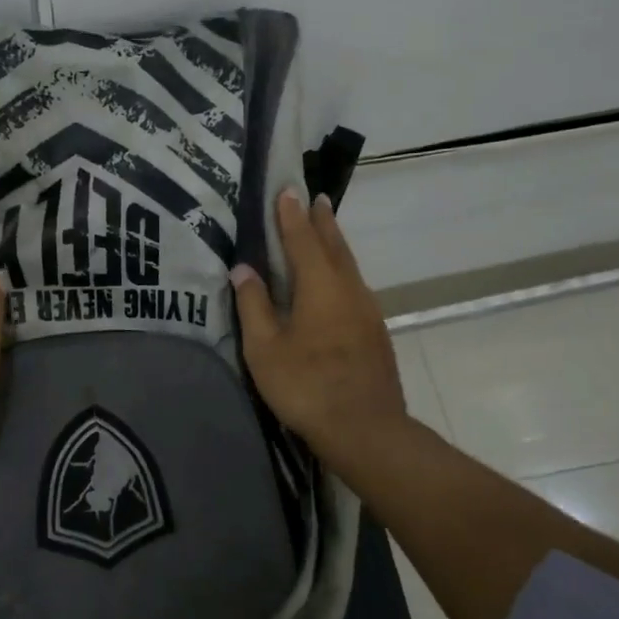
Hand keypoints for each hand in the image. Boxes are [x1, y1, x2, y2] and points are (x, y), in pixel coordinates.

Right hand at [230, 190, 408, 474]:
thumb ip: (253, 305)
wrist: (366, 429)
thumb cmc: (307, 385)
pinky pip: (354, 286)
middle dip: (321, 221)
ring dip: (335, 244)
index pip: (302, 239)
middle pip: (334, 246)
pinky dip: (342, 270)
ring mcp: (367, 311)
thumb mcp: (265, 348)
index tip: (287, 189)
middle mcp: (348, 289)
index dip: (291, 215)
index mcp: (320, 286)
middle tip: (315, 198)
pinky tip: (336, 283)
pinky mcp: (375, 333)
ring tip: (325, 229)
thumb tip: (243, 269)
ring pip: (349, 266)